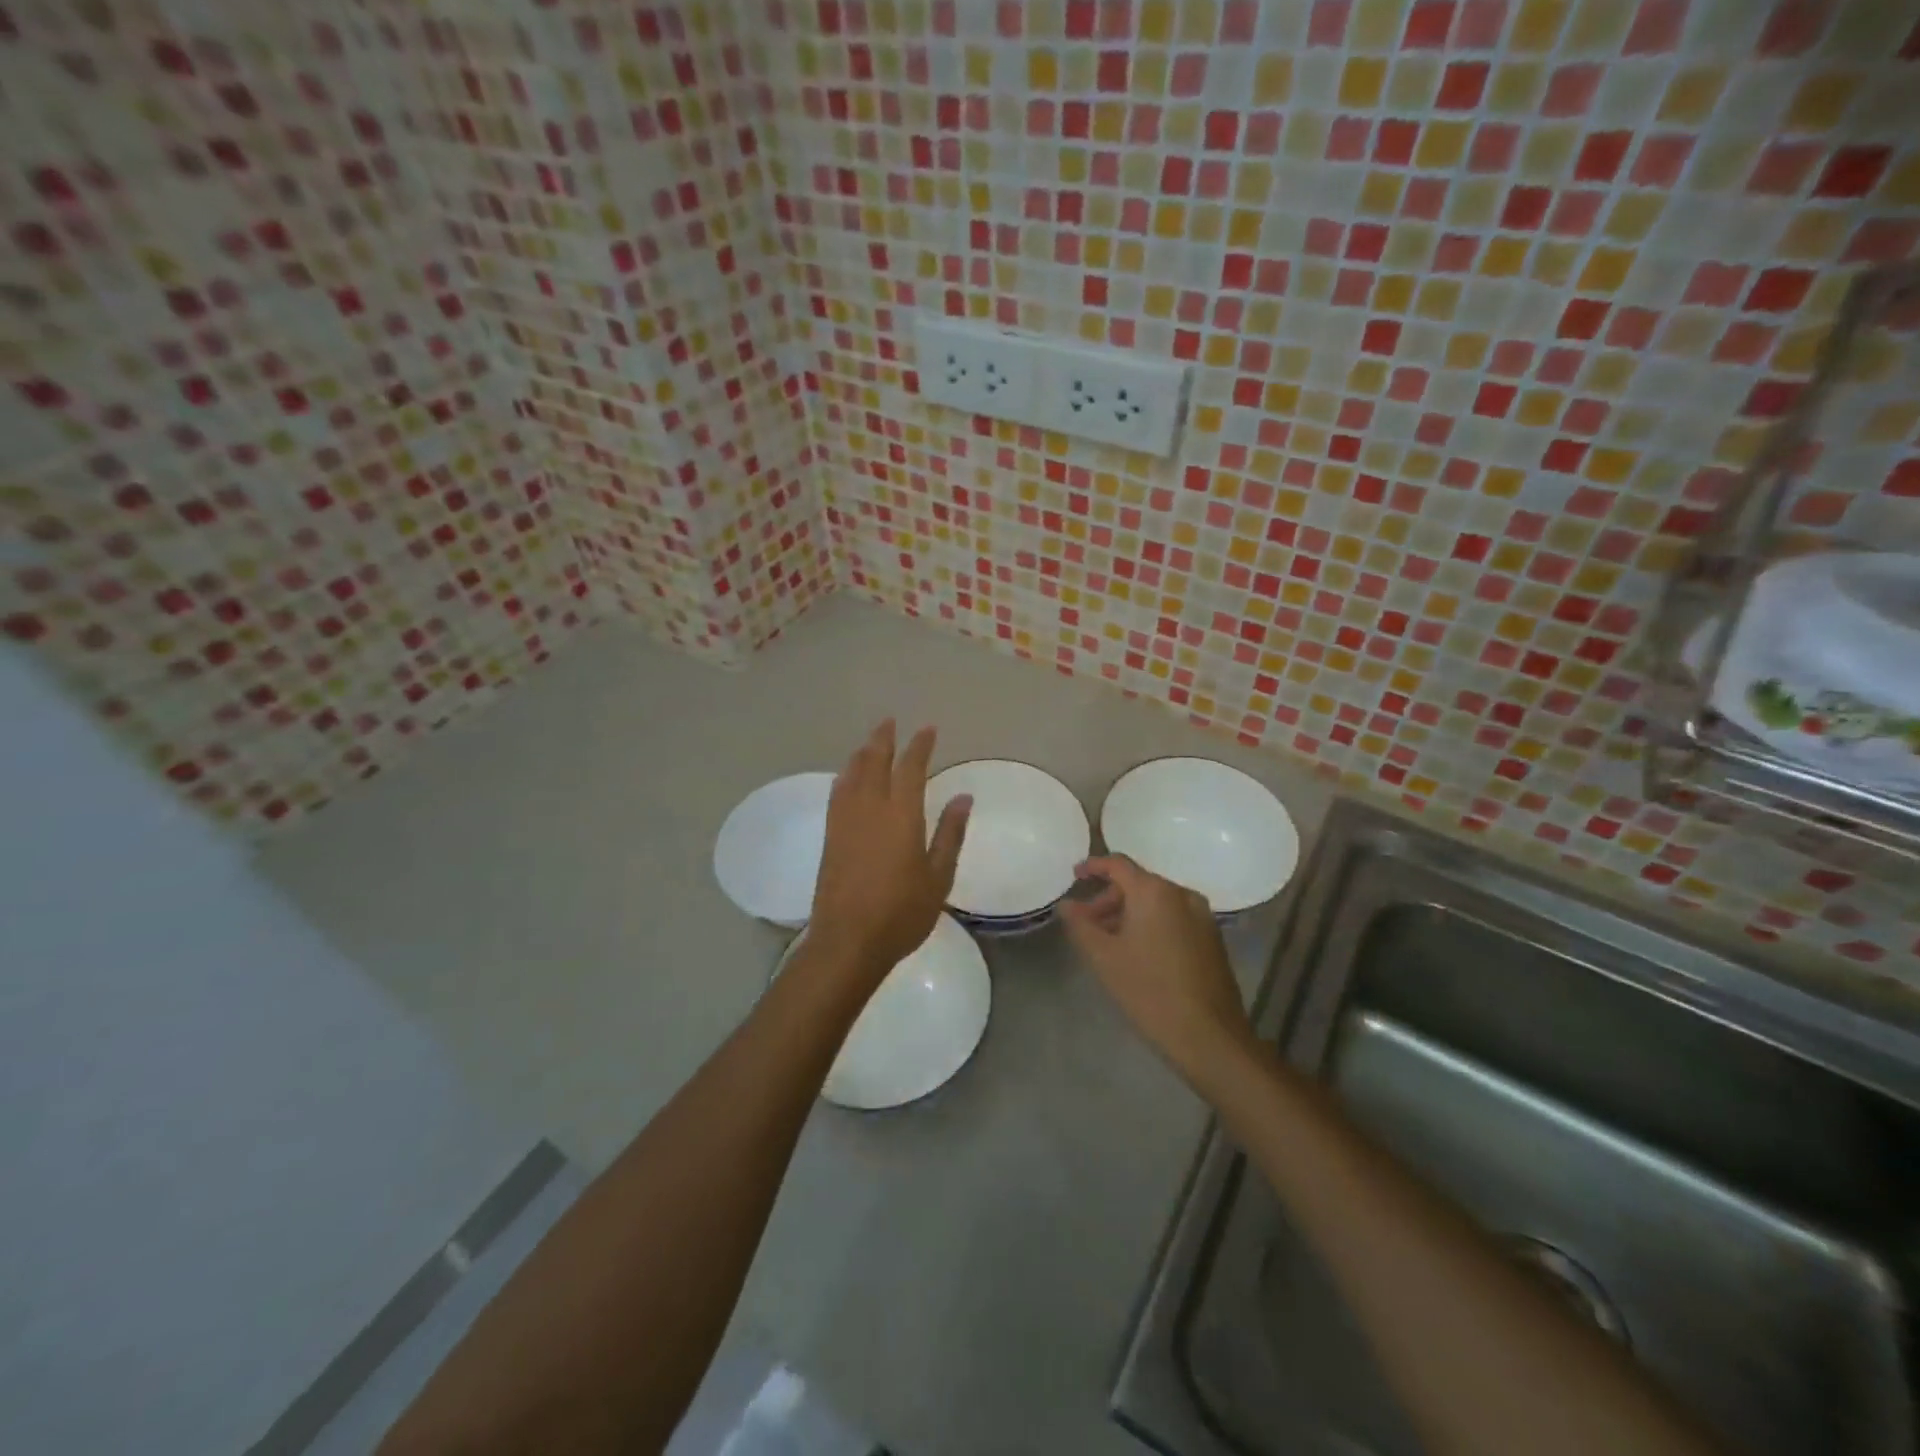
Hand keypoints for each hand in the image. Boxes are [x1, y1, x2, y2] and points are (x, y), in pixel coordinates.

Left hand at [807, 720, 970, 984]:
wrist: (848, 941)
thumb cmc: (902, 912)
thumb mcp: (938, 876)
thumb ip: (950, 833)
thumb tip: (962, 797)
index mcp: (901, 815)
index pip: (911, 768)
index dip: (919, 746)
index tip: (927, 729)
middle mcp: (870, 808)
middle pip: (874, 762)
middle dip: (883, 739)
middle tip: (889, 722)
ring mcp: (845, 821)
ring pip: (852, 774)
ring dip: (862, 753)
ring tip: (870, 742)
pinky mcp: (830, 837)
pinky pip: (837, 794)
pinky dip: (845, 777)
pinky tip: (846, 778)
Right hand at [1060, 855, 1256, 1083]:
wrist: (1208, 1035)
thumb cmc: (1148, 990)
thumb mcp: (1103, 958)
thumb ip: (1080, 925)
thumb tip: (1066, 905)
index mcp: (1154, 891)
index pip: (1118, 864)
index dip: (1093, 867)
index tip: (1075, 876)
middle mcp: (1182, 894)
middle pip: (1138, 883)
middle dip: (1109, 899)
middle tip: (1087, 923)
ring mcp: (1202, 916)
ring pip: (1157, 903)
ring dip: (1130, 914)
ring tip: (1110, 942)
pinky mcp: (1212, 938)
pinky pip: (1174, 918)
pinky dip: (1152, 924)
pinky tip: (1139, 953)